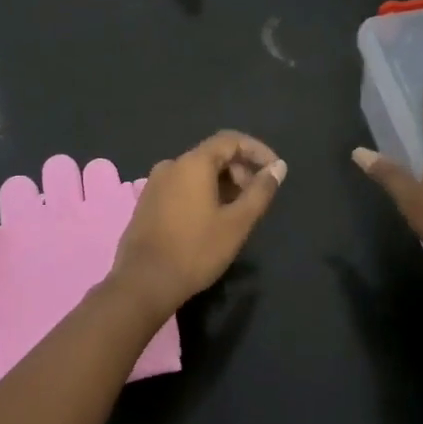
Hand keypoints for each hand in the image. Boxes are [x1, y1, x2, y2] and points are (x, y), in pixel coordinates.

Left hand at [110, 131, 286, 317]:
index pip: (230, 140)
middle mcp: (171, 165)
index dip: (257, 150)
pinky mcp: (147, 202)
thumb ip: (260, 192)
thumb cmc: (196, 250)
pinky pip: (182, 186)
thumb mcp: (237, 223)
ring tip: (237, 211)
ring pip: (197, 172)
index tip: (274, 170)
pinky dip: (203, 193)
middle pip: (213, 155)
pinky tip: (211, 219)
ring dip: (222, 183)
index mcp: (192, 163)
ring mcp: (155, 183)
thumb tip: (278, 167)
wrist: (143, 283)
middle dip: (240, 169)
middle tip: (256, 197)